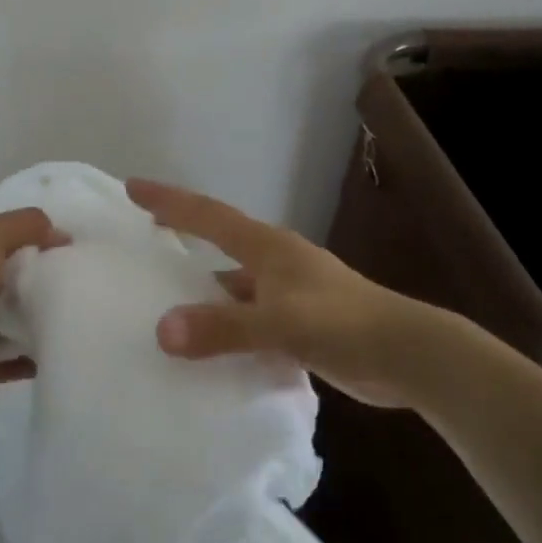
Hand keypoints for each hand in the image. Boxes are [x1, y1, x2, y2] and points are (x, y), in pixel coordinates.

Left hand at [0, 208, 68, 406]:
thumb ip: (23, 227)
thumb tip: (61, 233)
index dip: (29, 241)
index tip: (68, 247)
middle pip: (4, 283)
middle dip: (35, 282)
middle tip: (78, 283)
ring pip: (6, 323)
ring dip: (32, 322)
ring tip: (73, 317)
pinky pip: (6, 363)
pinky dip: (27, 361)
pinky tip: (55, 354)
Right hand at [126, 178, 481, 407]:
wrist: (409, 355)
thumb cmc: (345, 325)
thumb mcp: (280, 324)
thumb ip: (223, 327)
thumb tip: (162, 331)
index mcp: (267, 247)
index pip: (207, 214)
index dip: (169, 200)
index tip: (132, 187)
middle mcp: (274, 262)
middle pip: (218, 242)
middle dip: (181, 236)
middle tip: (141, 241)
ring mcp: (289, 292)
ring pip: (233, 285)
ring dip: (203, 292)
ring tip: (163, 305)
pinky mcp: (300, 322)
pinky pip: (249, 318)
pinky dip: (227, 327)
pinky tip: (209, 349)